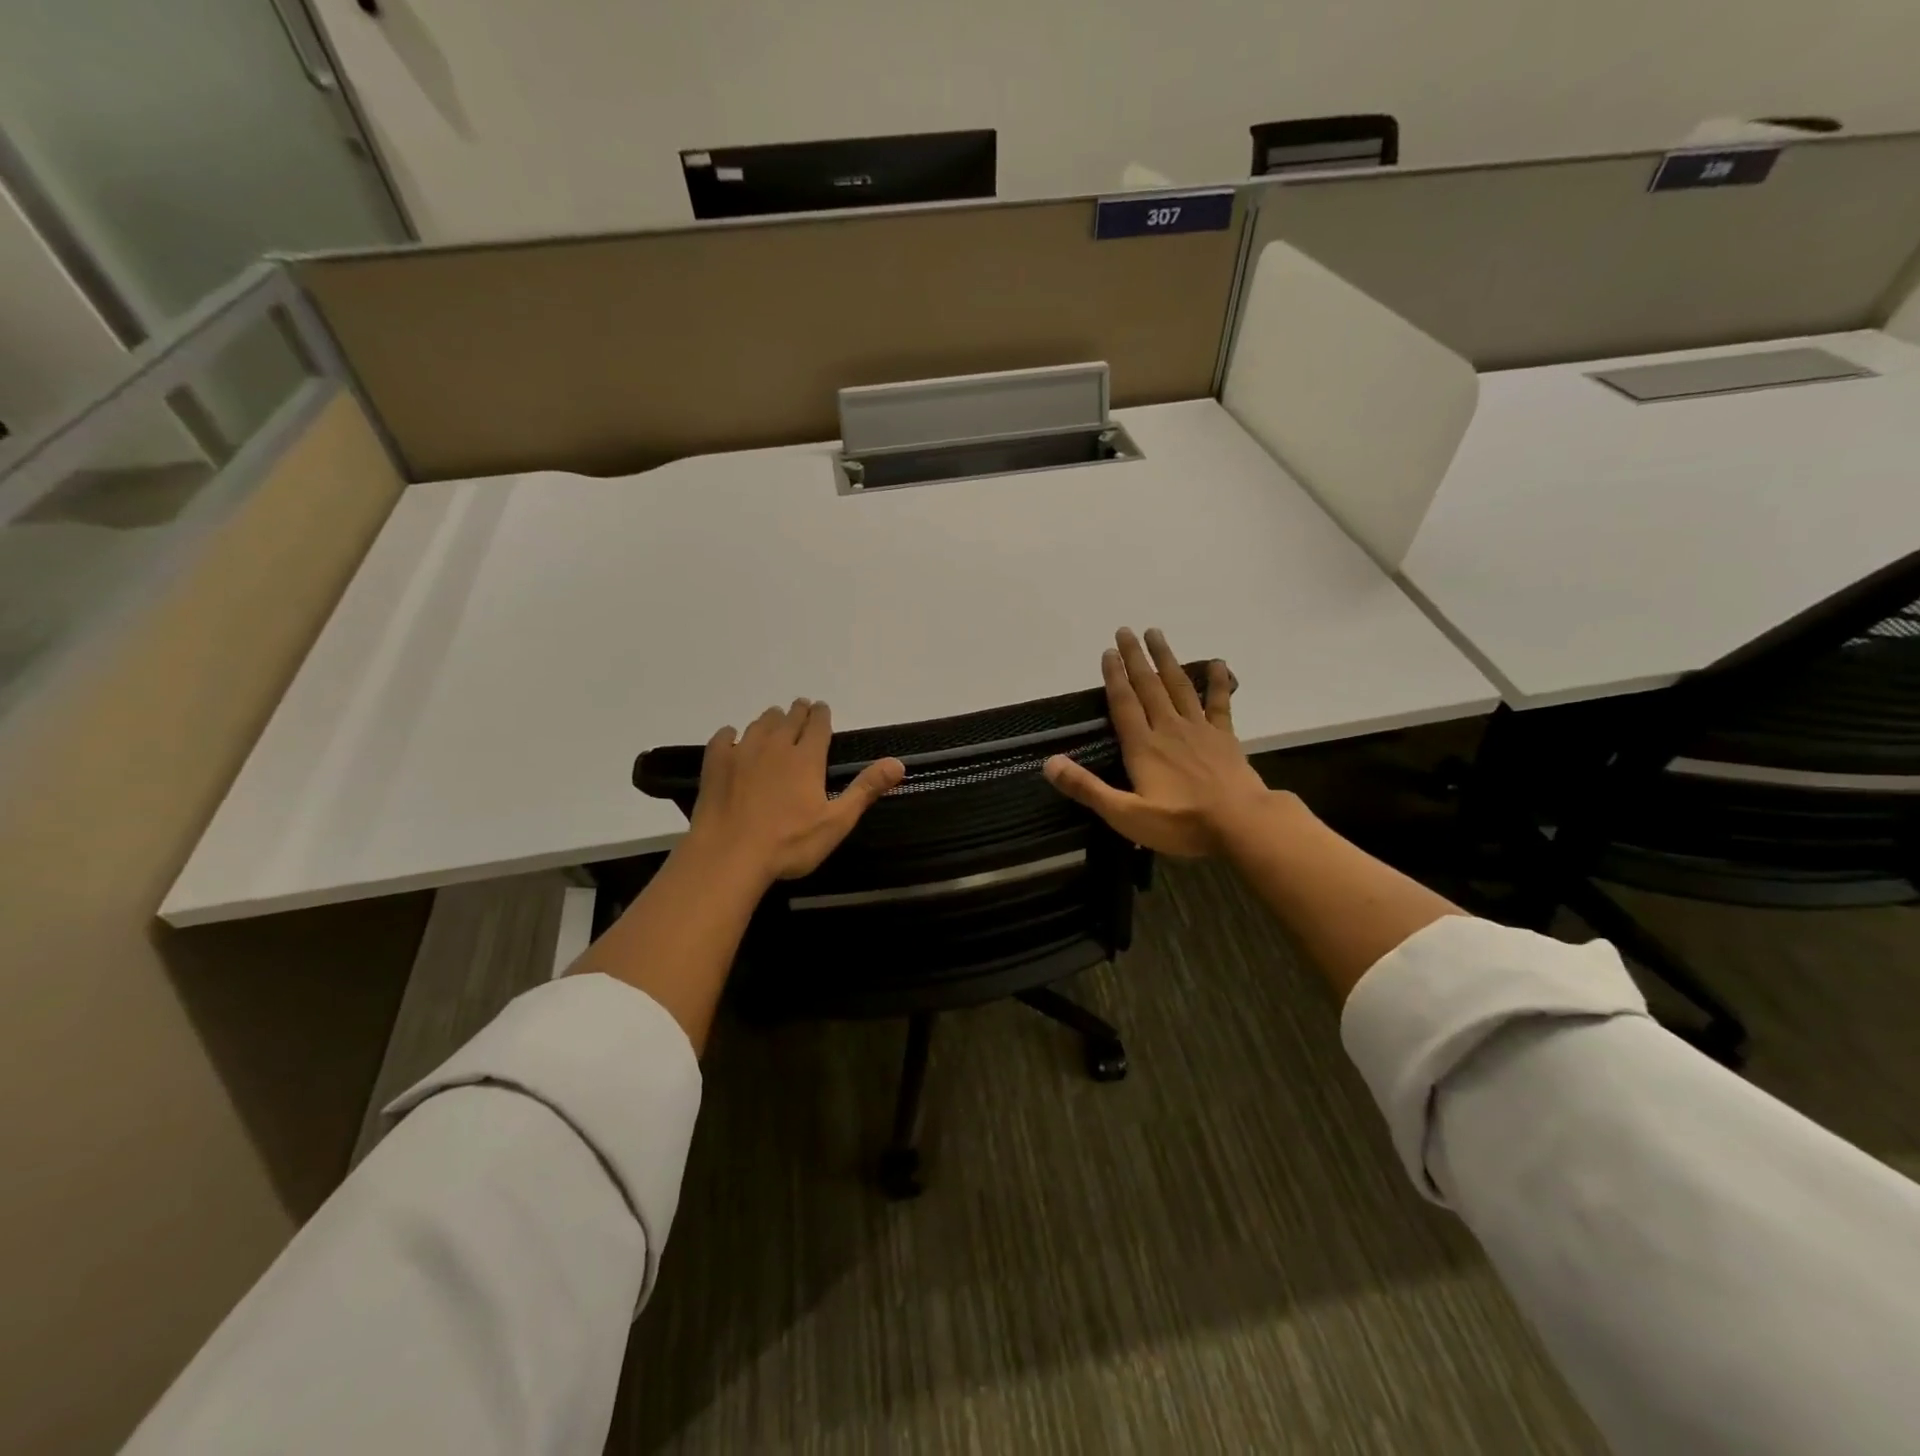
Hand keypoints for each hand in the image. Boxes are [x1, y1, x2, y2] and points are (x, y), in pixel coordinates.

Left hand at [687, 699, 903, 883]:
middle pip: (789, 718)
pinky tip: (732, 738)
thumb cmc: (789, 843)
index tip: (822, 709)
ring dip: (770, 719)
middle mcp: (775, 746)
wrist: (729, 856)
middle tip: (801, 710)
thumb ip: (866, 789)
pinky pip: (724, 738)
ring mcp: (742, 753)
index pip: (818, 724)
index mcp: (806, 758)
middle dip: (798, 712)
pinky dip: (731, 735)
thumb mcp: (836, 821)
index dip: (822, 714)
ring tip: (774, 721)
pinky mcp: (716, 765)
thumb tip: (898, 763)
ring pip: (759, 724)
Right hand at [1044, 628, 1270, 856]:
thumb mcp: (1125, 814)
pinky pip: (1219, 703)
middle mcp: (1168, 728)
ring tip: (1156, 634)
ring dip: (1166, 659)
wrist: (1241, 824)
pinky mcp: (1224, 737)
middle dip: (1135, 658)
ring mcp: (1199, 730)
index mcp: (1143, 746)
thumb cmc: (1181, 823)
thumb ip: (1087, 788)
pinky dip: (1217, 682)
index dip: (1114, 677)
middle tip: (1126, 631)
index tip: (1107, 652)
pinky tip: (1217, 663)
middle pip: (1149, 686)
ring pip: (1179, 686)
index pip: (1124, 704)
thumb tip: (1049, 763)